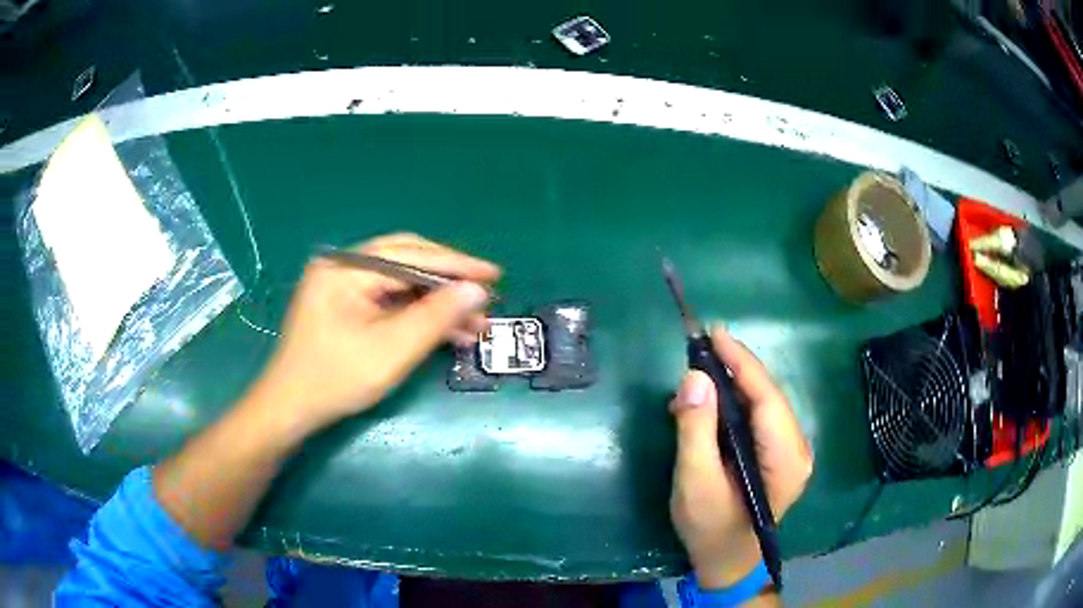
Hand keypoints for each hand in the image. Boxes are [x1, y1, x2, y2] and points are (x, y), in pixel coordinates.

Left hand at [249, 233, 499, 434]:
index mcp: (346, 268)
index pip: (410, 255)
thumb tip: (476, 290)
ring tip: (475, 324)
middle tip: (486, 296)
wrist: (290, 409)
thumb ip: (434, 317)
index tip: (494, 275)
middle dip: (449, 281)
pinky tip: (447, 332)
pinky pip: (390, 301)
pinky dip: (418, 314)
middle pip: (408, 261)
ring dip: (438, 302)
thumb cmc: (335, 380)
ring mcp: (343, 286)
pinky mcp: (346, 306)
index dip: (456, 265)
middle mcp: (343, 267)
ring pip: (402, 283)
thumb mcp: (390, 351)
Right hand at [669, 328, 812, 589]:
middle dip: (735, 369)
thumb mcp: (695, 482)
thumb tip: (695, 377)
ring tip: (699, 373)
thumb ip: (695, 430)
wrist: (727, 561)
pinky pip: (760, 417)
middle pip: (768, 396)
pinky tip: (711, 402)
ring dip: (732, 385)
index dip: (742, 362)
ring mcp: (792, 451)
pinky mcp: (780, 453)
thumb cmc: (710, 528)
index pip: (767, 397)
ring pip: (764, 403)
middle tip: (699, 349)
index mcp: (786, 458)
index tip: (713, 333)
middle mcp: (798, 448)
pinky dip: (735, 404)